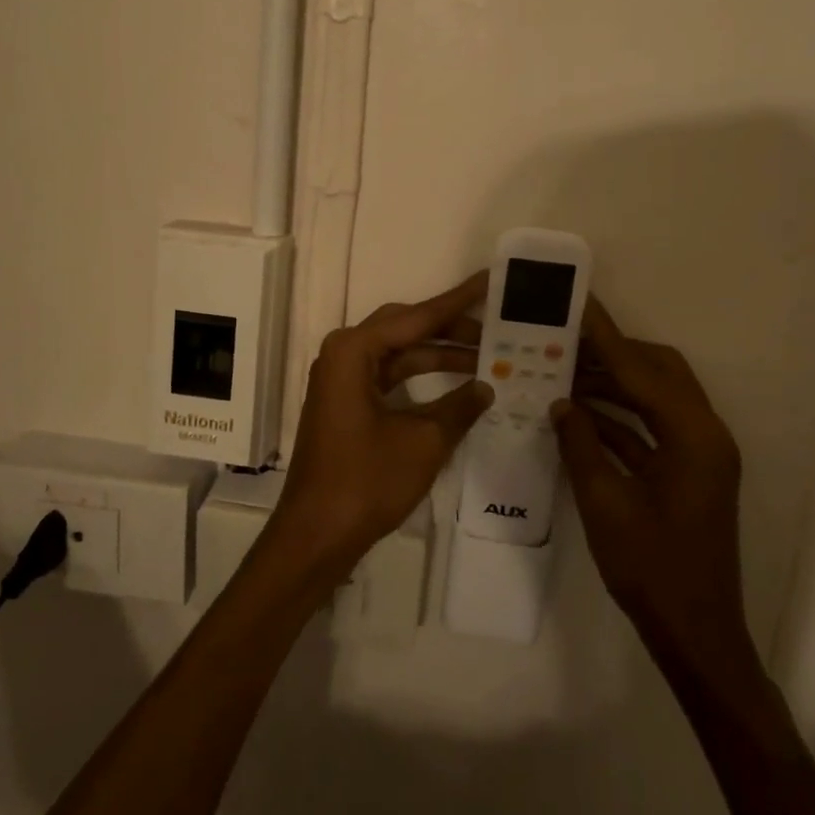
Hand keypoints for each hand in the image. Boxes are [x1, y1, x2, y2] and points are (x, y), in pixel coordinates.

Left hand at [270, 271, 493, 573]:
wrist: (316, 534)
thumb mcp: (423, 441)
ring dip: (440, 355)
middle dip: (452, 328)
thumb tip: (487, 386)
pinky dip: (422, 378)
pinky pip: (390, 376)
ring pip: (399, 353)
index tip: (490, 280)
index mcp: (353, 350)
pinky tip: (457, 385)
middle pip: (406, 328)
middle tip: (498, 327)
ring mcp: (342, 379)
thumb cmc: (366, 481)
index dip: (458, 301)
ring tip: (489, 356)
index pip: (417, 316)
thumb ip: (460, 407)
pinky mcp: (346, 403)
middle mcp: (343, 354)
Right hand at [552, 300, 755, 678]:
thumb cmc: (651, 569)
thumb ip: (580, 444)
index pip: (642, 369)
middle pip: (659, 371)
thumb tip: (560, 403)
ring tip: (563, 372)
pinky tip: (578, 414)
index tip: (578, 303)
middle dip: (612, 353)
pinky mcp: (689, 471)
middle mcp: (705, 434)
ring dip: (613, 385)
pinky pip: (652, 427)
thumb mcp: (604, 502)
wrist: (695, 633)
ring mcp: (699, 453)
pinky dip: (619, 417)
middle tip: (565, 340)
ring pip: (655, 398)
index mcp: (694, 436)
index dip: (605, 336)